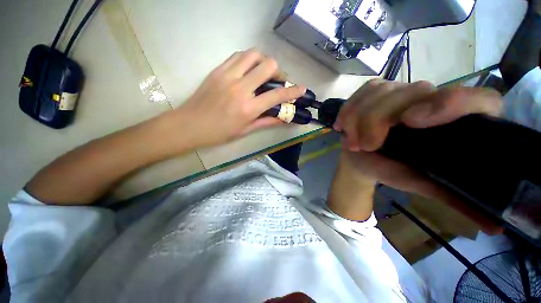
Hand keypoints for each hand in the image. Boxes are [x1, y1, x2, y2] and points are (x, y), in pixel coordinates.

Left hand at [162, 49, 305, 149]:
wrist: (189, 125)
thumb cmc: (218, 133)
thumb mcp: (245, 131)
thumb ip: (265, 122)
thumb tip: (282, 118)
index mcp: (248, 108)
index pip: (277, 95)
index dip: (292, 91)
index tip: (301, 89)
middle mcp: (241, 88)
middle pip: (268, 66)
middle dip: (278, 71)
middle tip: (277, 80)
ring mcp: (228, 76)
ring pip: (253, 54)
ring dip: (263, 61)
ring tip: (263, 72)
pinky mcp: (218, 70)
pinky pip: (238, 56)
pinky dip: (248, 59)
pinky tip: (248, 69)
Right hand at [333, 80, 503, 230]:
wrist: (362, 159)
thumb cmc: (392, 171)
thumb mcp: (422, 184)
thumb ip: (455, 198)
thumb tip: (497, 228)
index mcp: (455, 122)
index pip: (480, 100)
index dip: (452, 103)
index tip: (412, 122)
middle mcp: (433, 98)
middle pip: (414, 92)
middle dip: (378, 121)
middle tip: (365, 146)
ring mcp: (401, 90)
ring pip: (381, 92)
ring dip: (358, 120)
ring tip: (353, 142)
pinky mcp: (376, 90)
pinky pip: (362, 92)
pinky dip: (348, 110)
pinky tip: (343, 126)